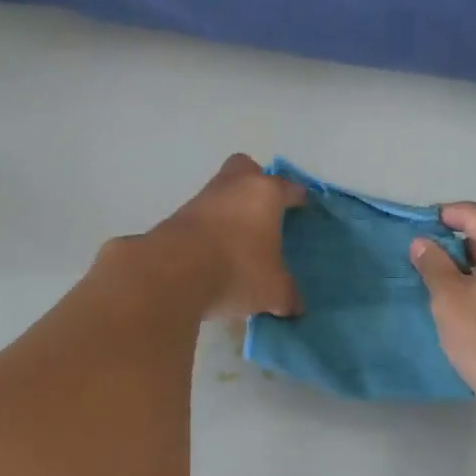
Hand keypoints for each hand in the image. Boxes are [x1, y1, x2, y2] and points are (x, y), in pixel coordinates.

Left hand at [145, 155, 306, 318]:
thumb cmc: (237, 270)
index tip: (302, 207)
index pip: (289, 187)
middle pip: (246, 169)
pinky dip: (210, 227)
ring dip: (230, 208)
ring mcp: (201, 198)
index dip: (297, 198)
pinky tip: (214, 252)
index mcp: (265, 193)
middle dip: (255, 183)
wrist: (172, 272)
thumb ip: (287, 295)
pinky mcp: (177, 216)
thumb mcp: (273, 290)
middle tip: (264, 211)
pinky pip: (201, 214)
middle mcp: (233, 186)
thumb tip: (294, 306)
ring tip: (238, 240)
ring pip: (221, 191)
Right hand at [409, 203, 475, 422]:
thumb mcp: (449, 297)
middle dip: (455, 244)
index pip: (474, 215)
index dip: (443, 215)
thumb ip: (433, 263)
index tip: (417, 226)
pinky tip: (467, 305)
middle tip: (424, 260)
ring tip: (440, 284)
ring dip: (470, 267)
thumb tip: (422, 242)